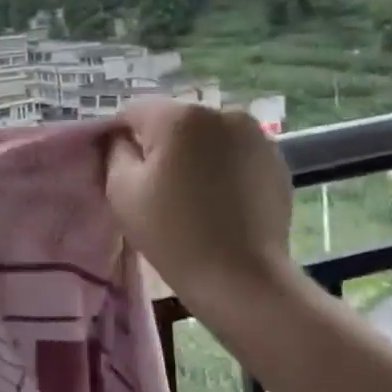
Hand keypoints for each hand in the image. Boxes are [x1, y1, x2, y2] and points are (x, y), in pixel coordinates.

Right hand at [104, 100, 295, 300]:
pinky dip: (222, 168)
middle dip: (161, 146)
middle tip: (156, 188)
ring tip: (191, 196)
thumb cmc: (173, 233)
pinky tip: (219, 201)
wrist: (242, 279)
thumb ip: (115, 151)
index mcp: (180, 116)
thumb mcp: (121, 190)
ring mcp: (255, 135)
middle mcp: (221, 113)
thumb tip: (122, 139)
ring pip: (205, 136)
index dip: (121, 139)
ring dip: (194, 155)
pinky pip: (234, 153)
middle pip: (173, 121)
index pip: (134, 112)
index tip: (122, 172)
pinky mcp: (276, 161)